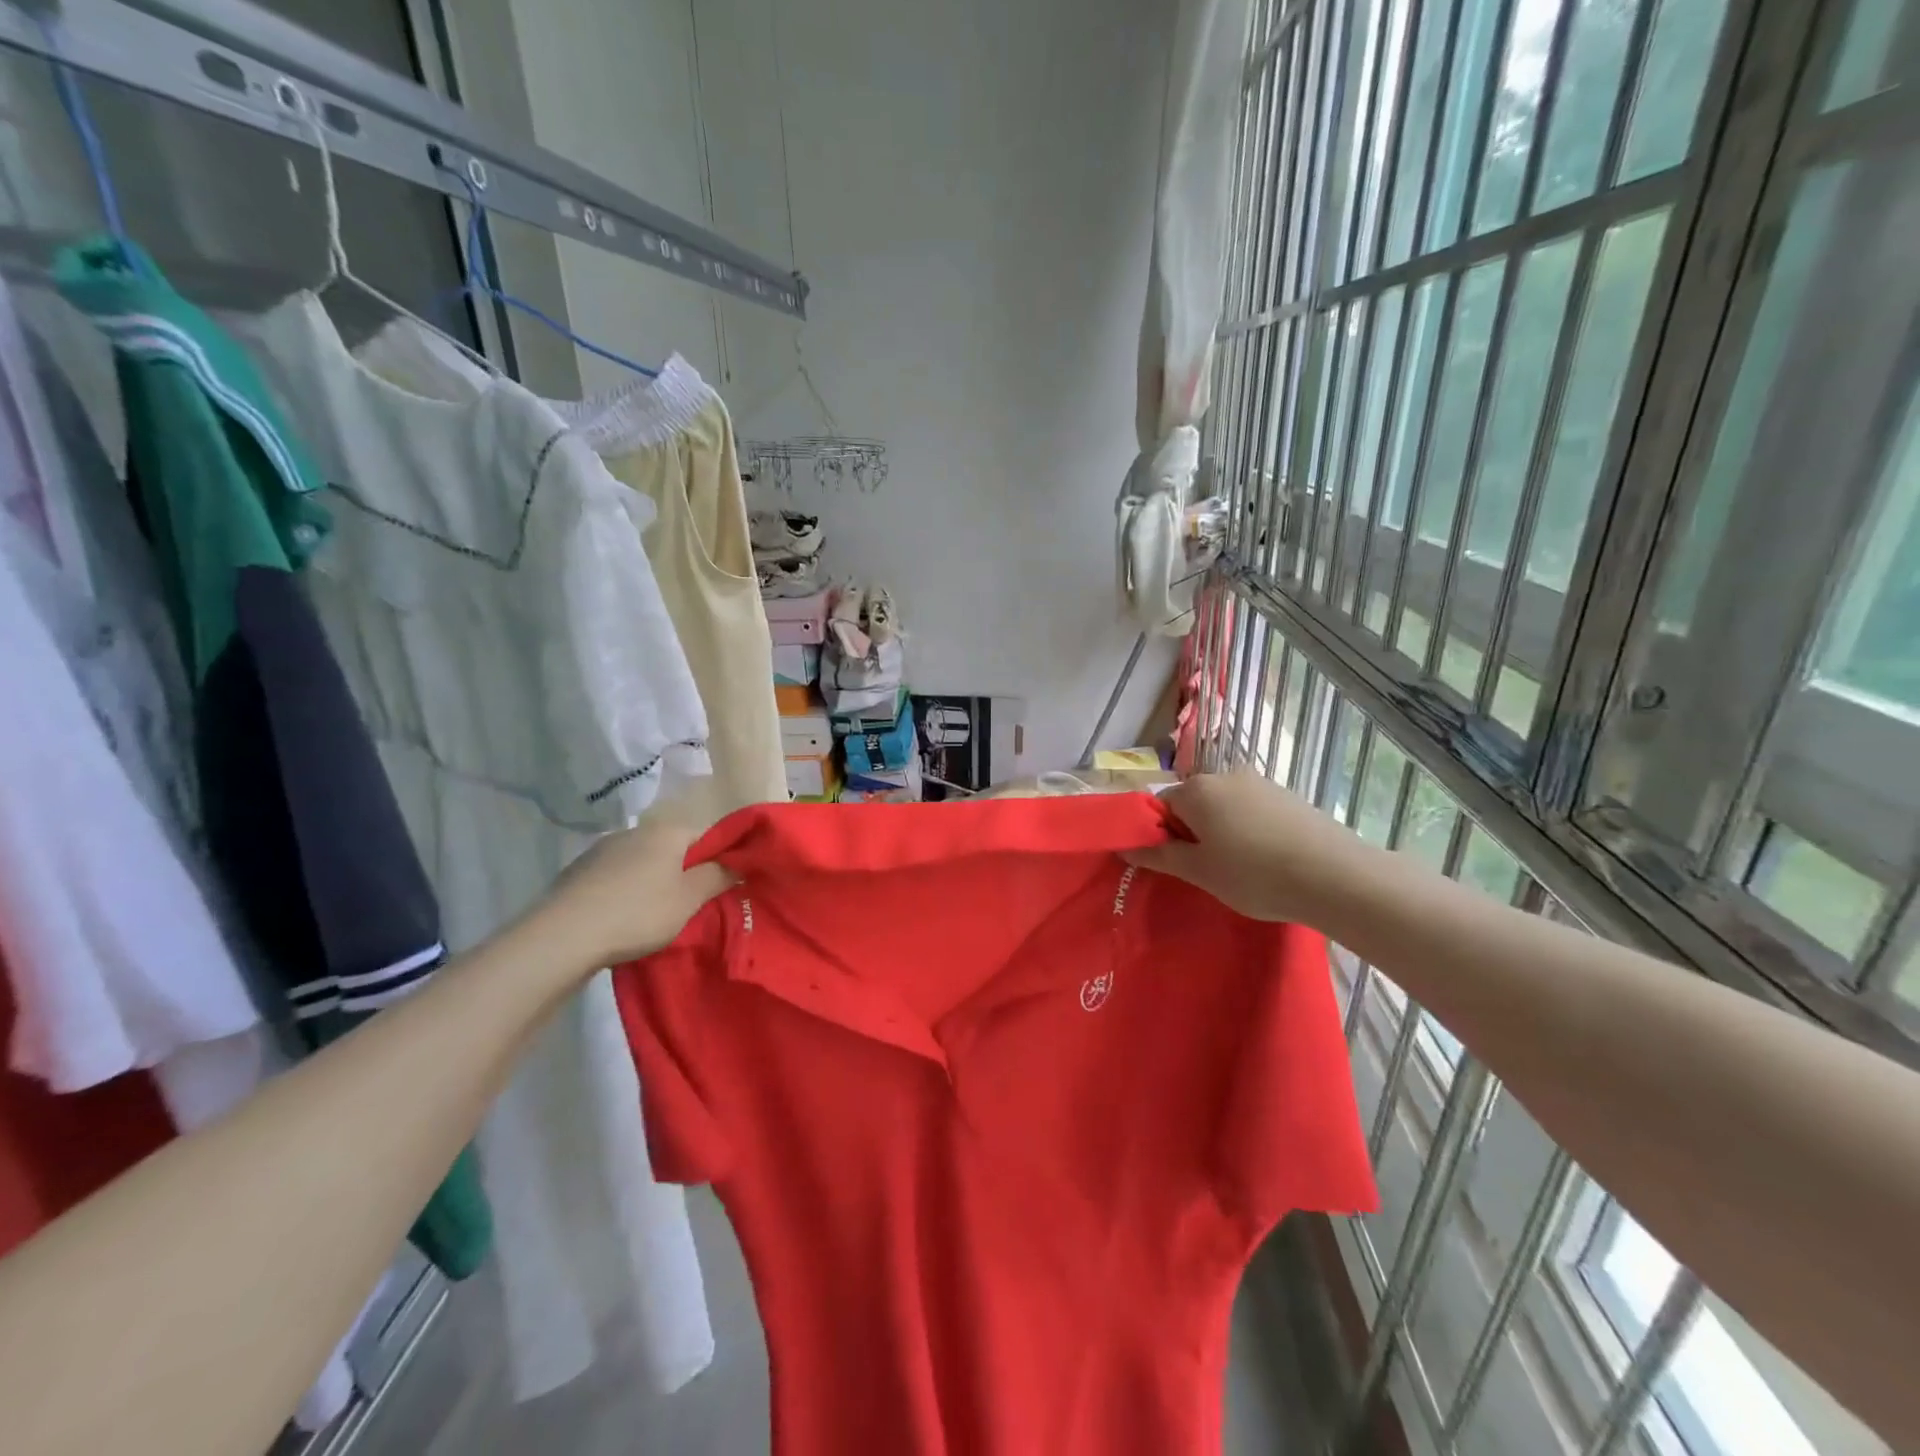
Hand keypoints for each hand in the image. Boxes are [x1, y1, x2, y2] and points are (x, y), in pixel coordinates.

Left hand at [537, 809, 734, 968]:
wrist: (562, 936)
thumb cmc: (638, 913)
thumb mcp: (689, 899)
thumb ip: (718, 876)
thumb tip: (738, 862)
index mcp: (667, 831)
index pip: (708, 836)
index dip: (720, 859)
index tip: (723, 887)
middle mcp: (636, 831)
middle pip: (674, 848)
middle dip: (685, 872)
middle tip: (692, 906)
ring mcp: (603, 849)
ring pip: (644, 862)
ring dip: (654, 882)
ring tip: (655, 916)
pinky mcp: (579, 871)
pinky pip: (616, 876)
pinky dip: (625, 891)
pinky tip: (621, 917)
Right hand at [1127, 771, 1363, 925]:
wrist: (1336, 877)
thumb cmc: (1254, 874)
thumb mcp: (1199, 871)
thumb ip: (1158, 855)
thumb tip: (1123, 845)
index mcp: (1197, 789)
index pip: (1160, 806)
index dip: (1161, 835)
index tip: (1176, 865)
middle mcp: (1226, 775)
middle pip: (1193, 803)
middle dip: (1192, 832)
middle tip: (1206, 870)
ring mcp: (1261, 783)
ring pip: (1224, 807)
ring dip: (1222, 832)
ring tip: (1240, 869)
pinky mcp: (1288, 796)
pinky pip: (1252, 811)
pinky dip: (1250, 831)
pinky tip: (1266, 860)